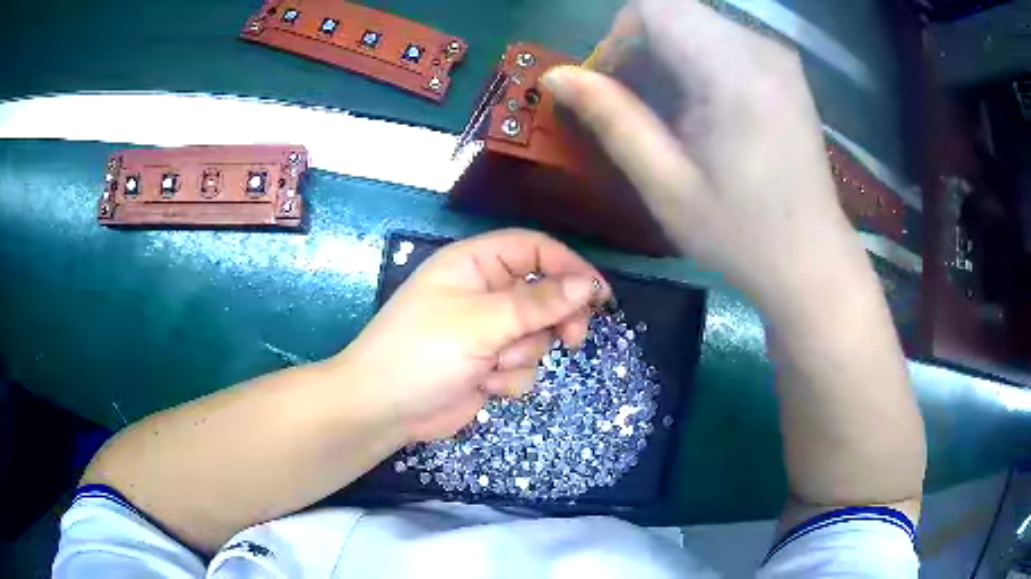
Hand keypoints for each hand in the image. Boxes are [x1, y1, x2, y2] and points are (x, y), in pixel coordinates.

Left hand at [332, 229, 610, 441]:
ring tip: (492, 366)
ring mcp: (486, 331)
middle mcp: (483, 292)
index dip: (569, 267)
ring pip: (537, 335)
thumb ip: (537, 304)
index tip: (599, 295)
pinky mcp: (488, 364)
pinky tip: (483, 385)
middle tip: (571, 339)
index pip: (534, 249)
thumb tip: (589, 285)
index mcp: (474, 264)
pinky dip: (509, 378)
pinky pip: (522, 366)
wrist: (383, 410)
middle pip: (543, 293)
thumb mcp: (481, 323)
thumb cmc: (422, 353)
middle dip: (556, 319)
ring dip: (522, 355)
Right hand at [543, 0, 868, 316]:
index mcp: (734, 72)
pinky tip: (700, 112)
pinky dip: (696, 64)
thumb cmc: (740, 234)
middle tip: (632, 106)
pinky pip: (724, 42)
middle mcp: (761, 49)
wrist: (811, 260)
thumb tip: (556, 75)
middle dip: (641, 48)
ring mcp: (778, 58)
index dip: (620, 35)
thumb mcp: (666, 184)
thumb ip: (611, 119)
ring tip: (666, 115)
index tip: (612, 83)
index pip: (656, 7)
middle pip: (676, 13)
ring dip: (667, 57)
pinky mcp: (785, 71)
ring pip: (698, 26)